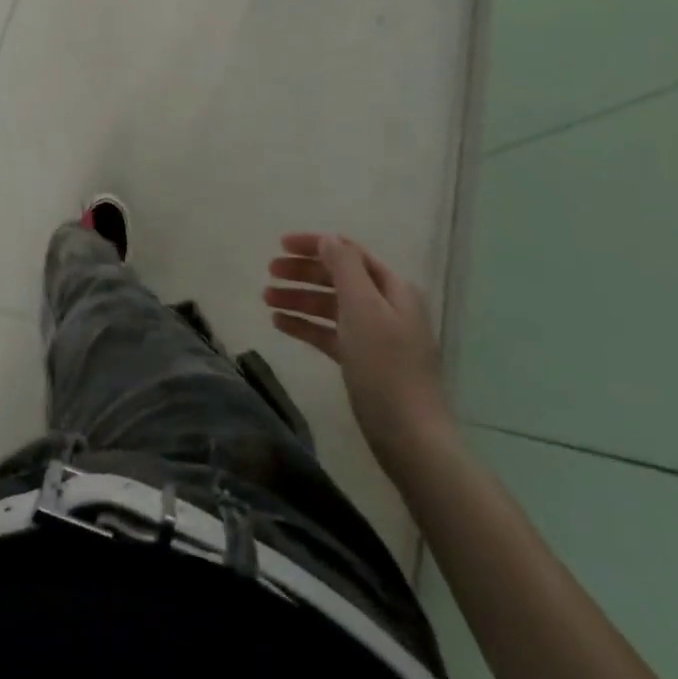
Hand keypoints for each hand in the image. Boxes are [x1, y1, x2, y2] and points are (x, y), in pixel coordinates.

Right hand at [265, 233, 451, 457]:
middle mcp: (385, 306)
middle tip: (269, 272)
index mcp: (392, 288)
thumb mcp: (363, 308)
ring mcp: (374, 335)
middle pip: (337, 277)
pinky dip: (305, 325)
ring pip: (329, 305)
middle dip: (303, 272)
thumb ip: (344, 267)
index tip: (280, 244)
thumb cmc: (386, 366)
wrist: (411, 439)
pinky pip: (328, 333)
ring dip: (298, 298)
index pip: (348, 252)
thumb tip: (328, 239)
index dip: (315, 244)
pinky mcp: (363, 362)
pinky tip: (279, 324)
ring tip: (266, 298)